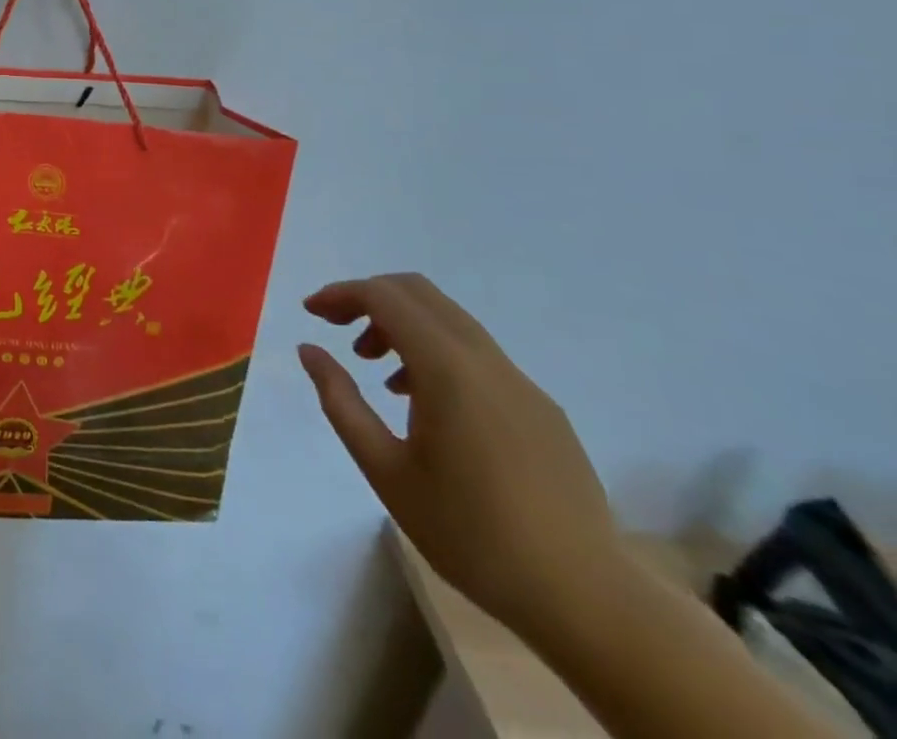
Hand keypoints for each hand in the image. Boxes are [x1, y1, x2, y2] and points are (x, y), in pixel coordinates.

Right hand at [299, 274, 621, 643]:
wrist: (586, 602)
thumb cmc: (470, 534)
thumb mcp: (384, 469)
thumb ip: (341, 401)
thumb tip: (310, 349)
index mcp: (448, 369)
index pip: (385, 297)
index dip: (341, 294)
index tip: (311, 313)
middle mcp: (487, 361)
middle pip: (419, 293)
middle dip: (370, 299)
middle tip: (338, 329)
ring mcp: (522, 383)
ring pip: (450, 321)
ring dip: (404, 326)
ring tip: (379, 373)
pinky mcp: (542, 409)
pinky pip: (478, 355)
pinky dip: (437, 353)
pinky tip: (427, 405)